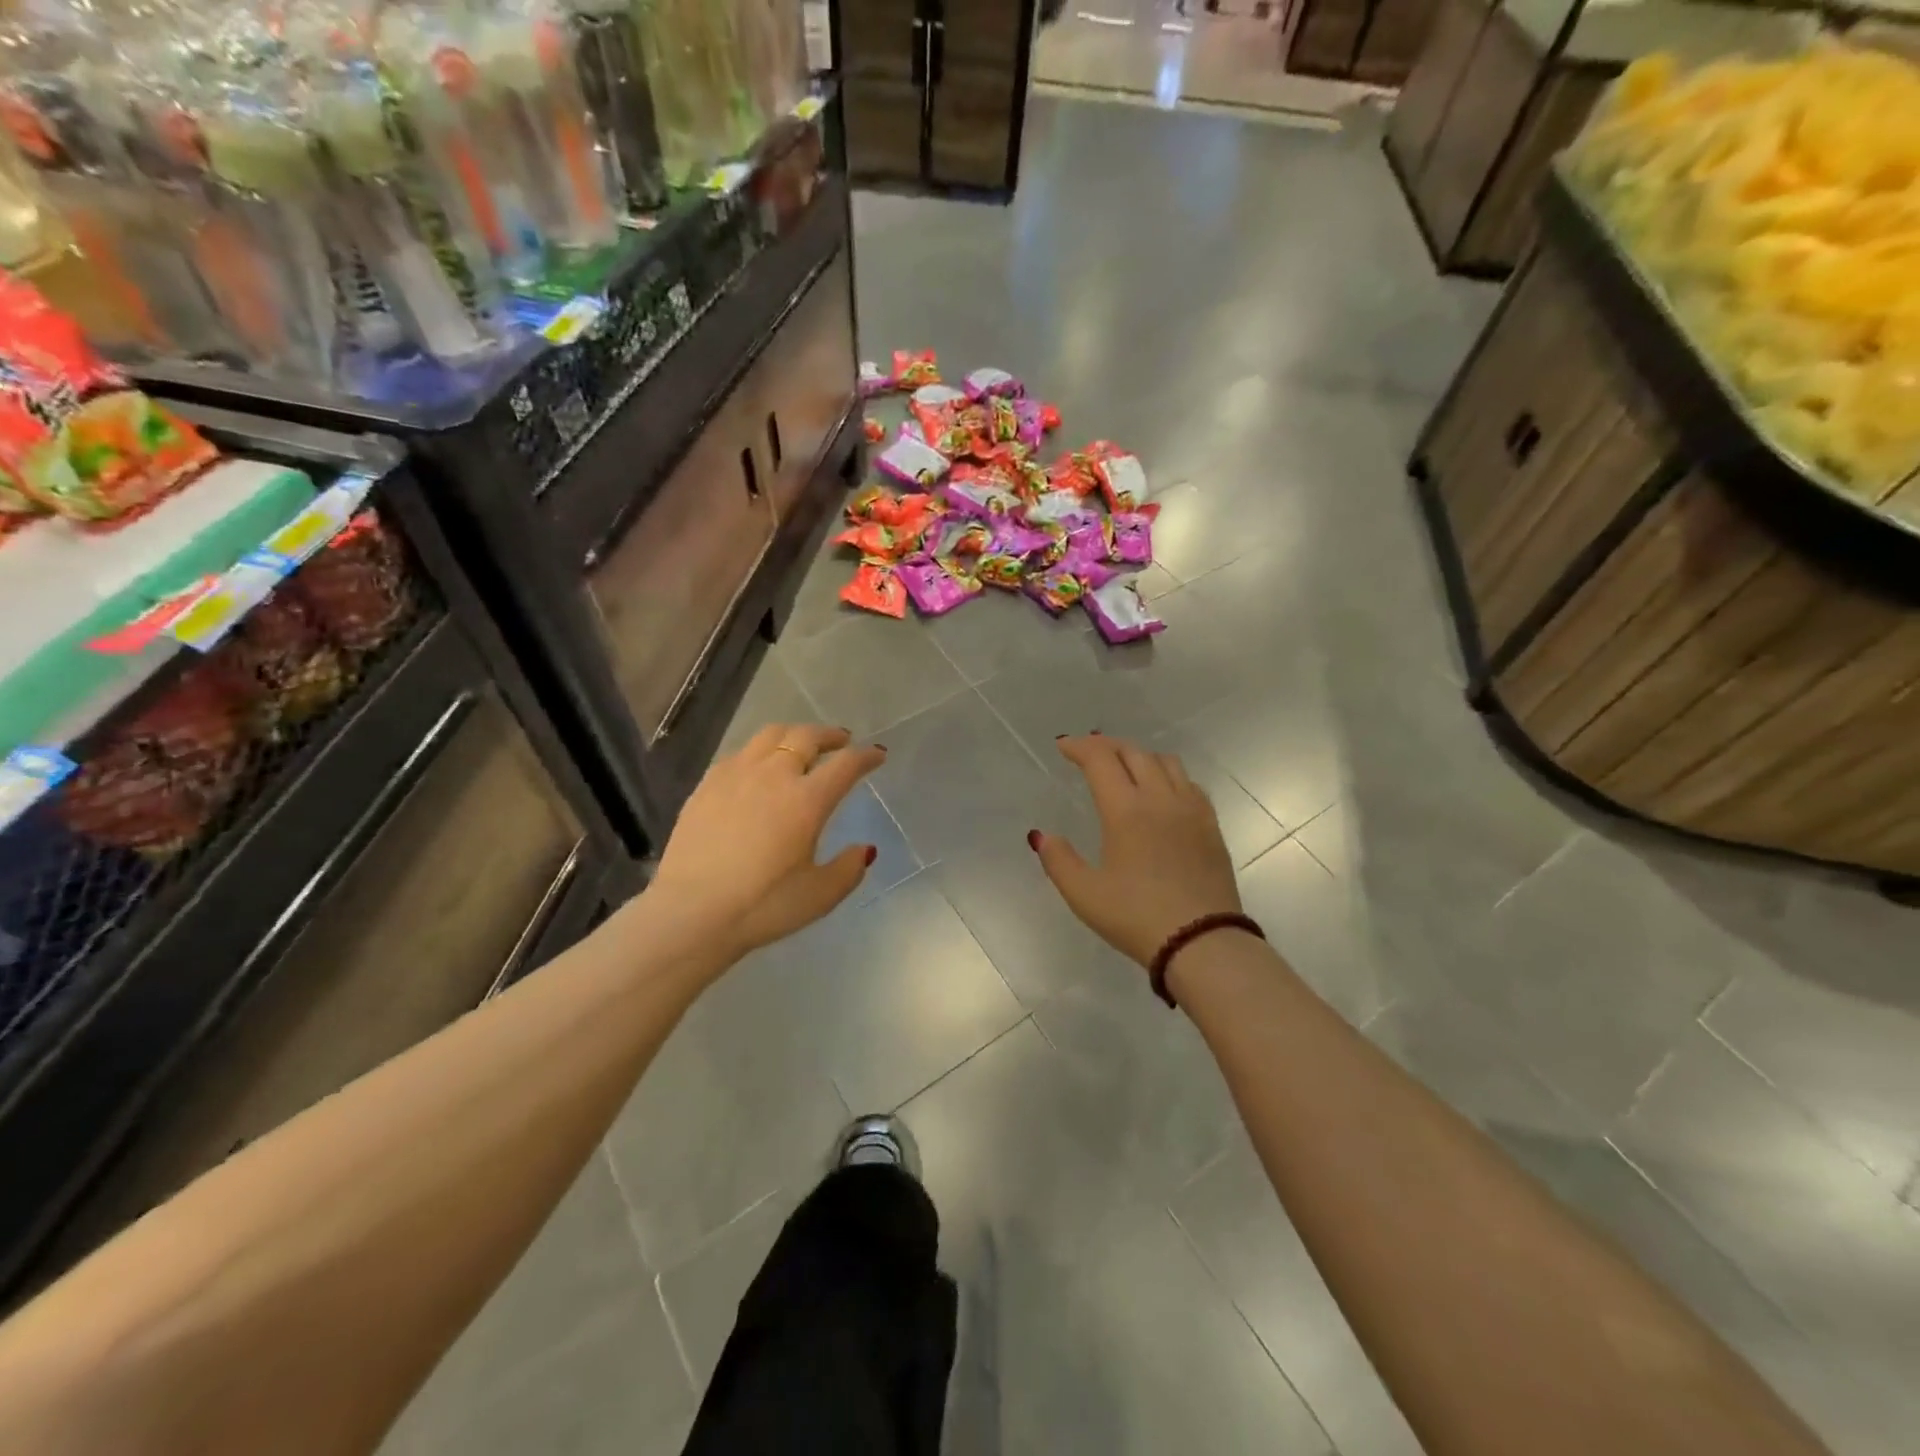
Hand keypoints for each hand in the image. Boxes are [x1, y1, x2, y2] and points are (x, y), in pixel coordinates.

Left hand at [649, 724, 886, 960]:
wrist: (691, 913)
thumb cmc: (762, 906)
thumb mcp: (820, 896)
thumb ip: (849, 868)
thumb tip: (865, 849)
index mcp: (807, 800)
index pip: (845, 764)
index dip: (866, 756)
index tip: (877, 755)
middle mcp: (773, 776)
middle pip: (806, 736)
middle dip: (830, 735)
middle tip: (841, 741)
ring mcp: (736, 775)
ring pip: (770, 735)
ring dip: (794, 734)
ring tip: (801, 744)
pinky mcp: (707, 785)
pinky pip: (740, 753)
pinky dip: (760, 751)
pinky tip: (759, 767)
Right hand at [1032, 735, 1240, 967]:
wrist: (1202, 943)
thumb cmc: (1136, 918)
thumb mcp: (1084, 895)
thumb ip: (1058, 860)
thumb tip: (1042, 836)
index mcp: (1126, 810)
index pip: (1100, 759)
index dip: (1079, 746)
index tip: (1063, 746)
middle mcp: (1160, 798)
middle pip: (1133, 752)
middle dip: (1106, 745)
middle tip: (1087, 752)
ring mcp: (1191, 809)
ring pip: (1165, 761)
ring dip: (1139, 755)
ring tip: (1124, 767)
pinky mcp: (1211, 825)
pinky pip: (1188, 782)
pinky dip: (1167, 774)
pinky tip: (1161, 792)